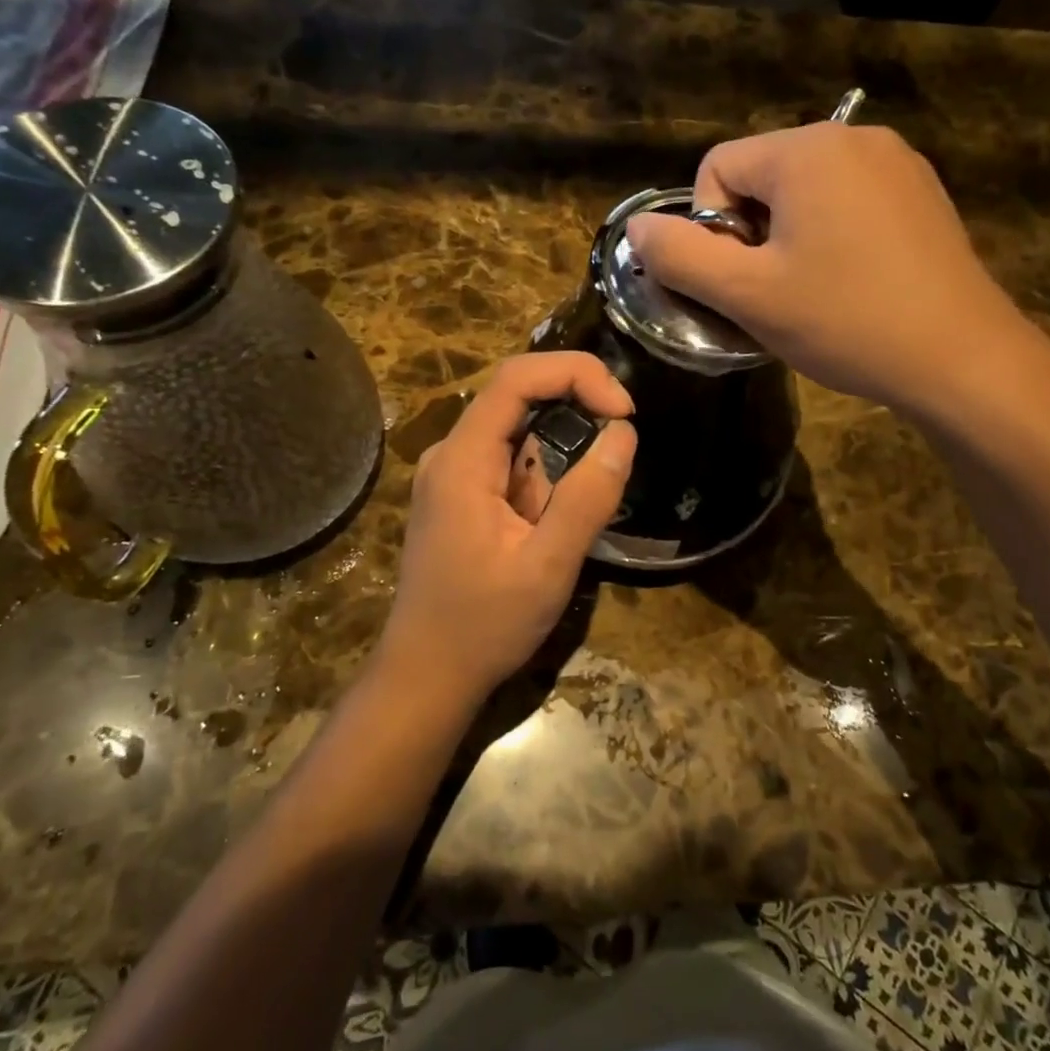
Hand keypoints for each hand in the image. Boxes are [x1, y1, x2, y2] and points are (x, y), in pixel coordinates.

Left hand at [380, 353, 636, 713]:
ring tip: (578, 506)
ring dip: (561, 450)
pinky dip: (545, 473)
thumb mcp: (547, 566)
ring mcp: (452, 475)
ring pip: (517, 430)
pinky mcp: (460, 497)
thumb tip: (624, 434)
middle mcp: (451, 454)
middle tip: (619, 441)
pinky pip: (510, 461)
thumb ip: (587, 498)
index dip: (576, 374)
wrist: (426, 676)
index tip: (623, 410)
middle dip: (575, 407)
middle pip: (516, 395)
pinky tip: (552, 519)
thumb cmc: (483, 626)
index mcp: (463, 459)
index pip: (516, 378)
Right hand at [624, 122, 1034, 418]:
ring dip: (788, 239)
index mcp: (808, 149)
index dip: (711, 229)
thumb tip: (637, 228)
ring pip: (804, 193)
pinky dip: (831, 237)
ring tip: (814, 292)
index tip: (742, 279)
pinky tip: (853, 283)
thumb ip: (679, 256)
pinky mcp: (921, 193)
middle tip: (776, 292)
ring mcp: (897, 163)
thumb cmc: (846, 321)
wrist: (962, 359)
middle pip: (761, 176)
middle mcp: (854, 138)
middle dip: (751, 233)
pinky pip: (848, 202)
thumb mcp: (746, 294)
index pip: (717, 167)